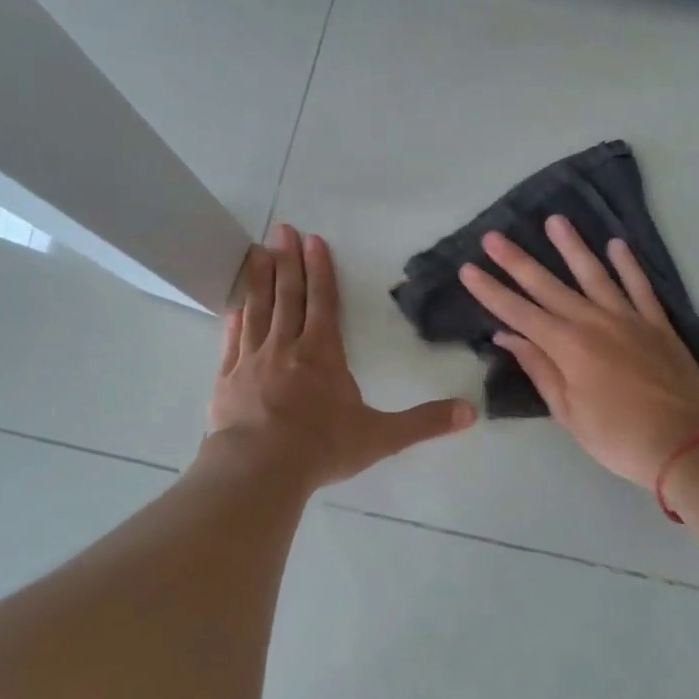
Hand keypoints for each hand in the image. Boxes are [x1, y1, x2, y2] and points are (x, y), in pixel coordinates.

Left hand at [208, 223, 475, 488]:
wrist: (259, 469)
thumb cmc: (322, 447)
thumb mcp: (381, 436)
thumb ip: (424, 422)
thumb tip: (470, 412)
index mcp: (323, 353)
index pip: (324, 301)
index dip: (320, 270)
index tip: (314, 240)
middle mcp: (287, 347)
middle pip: (288, 295)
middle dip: (288, 260)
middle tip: (282, 229)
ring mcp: (252, 360)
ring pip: (257, 310)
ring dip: (259, 279)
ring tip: (257, 251)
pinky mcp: (227, 379)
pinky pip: (231, 341)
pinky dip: (233, 320)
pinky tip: (233, 306)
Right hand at [458, 215, 698, 486]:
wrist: (687, 445)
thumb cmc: (618, 438)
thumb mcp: (568, 413)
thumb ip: (539, 369)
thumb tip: (508, 337)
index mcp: (567, 347)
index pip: (519, 313)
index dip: (491, 291)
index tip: (468, 270)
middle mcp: (594, 322)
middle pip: (548, 286)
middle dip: (517, 261)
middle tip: (493, 236)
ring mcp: (629, 319)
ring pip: (594, 274)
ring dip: (572, 247)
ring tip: (555, 220)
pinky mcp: (657, 324)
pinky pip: (640, 286)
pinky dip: (628, 265)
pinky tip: (616, 244)